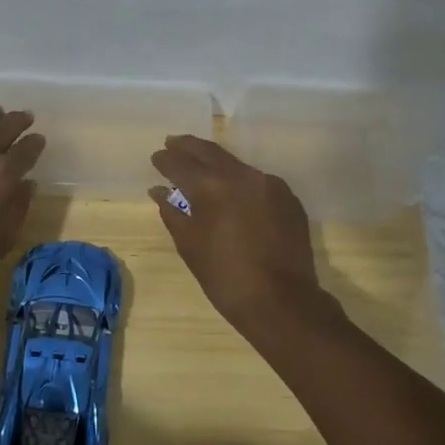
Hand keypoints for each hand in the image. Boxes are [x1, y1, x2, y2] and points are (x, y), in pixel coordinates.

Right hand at [150, 135, 326, 336]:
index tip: (156, 157)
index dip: (165, 159)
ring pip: (235, 164)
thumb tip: (159, 191)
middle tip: (172, 143)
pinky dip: (239, 180)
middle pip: (209, 152)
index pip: (181, 163)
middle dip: (188, 146)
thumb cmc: (226, 277)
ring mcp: (269, 184)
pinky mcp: (288, 197)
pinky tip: (232, 190)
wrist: (282, 301)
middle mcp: (241, 176)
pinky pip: (256, 180)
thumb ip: (172, 213)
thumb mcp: (190, 246)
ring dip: (215, 162)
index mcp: (211, 187)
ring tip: (200, 165)